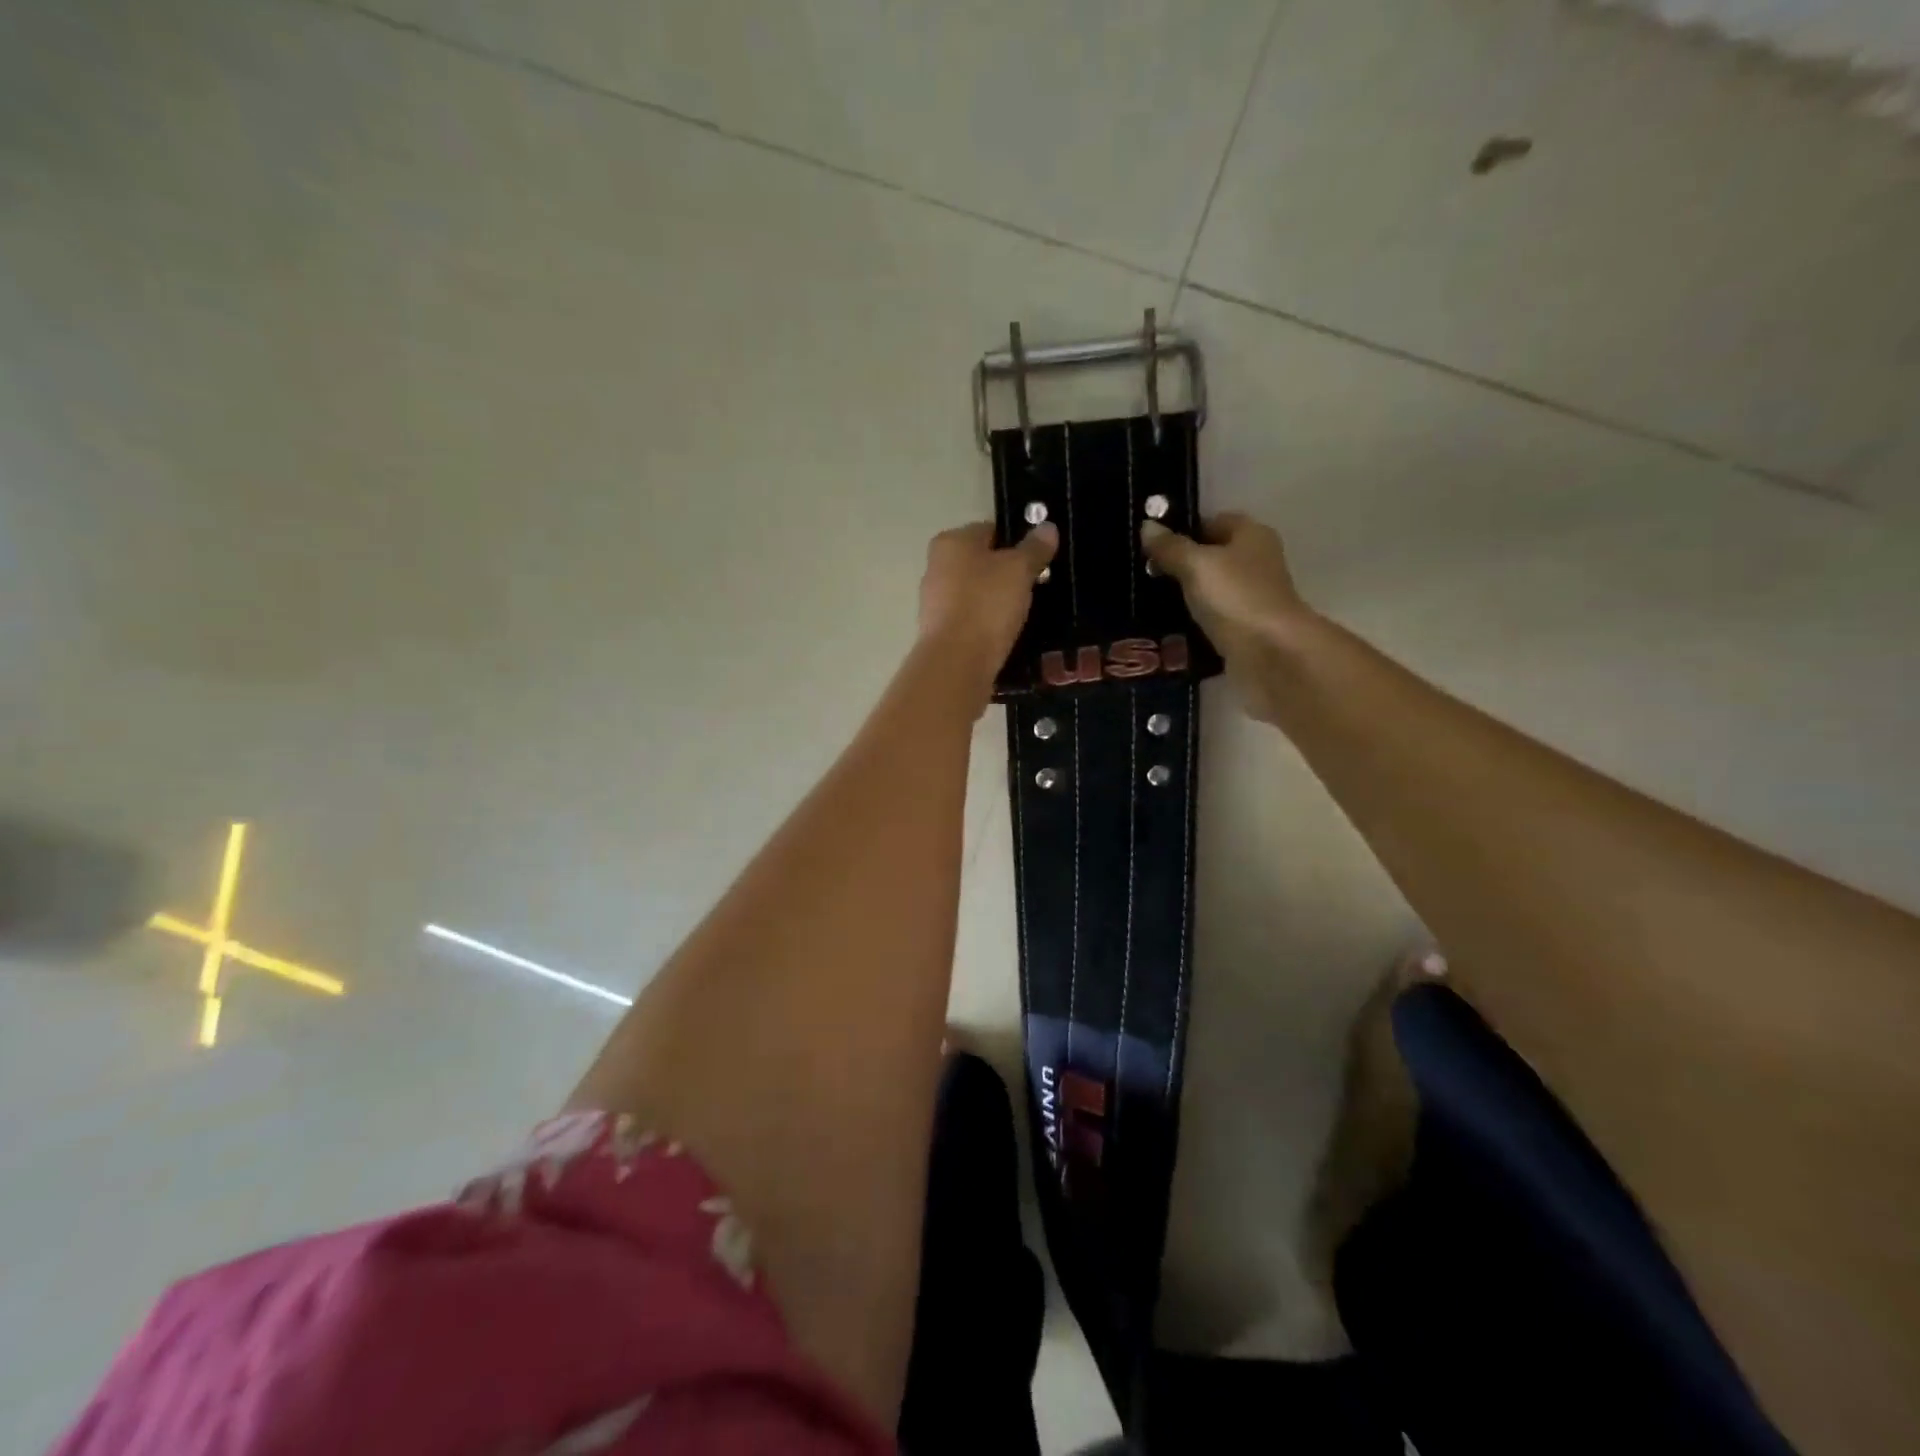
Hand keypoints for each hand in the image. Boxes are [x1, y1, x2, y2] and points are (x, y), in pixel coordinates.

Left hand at [918, 521, 1057, 700]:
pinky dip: (986, 623)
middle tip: (1036, 587)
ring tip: (1024, 613)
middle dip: (1006, 573)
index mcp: (951, 542)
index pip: (990, 531)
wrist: (957, 662)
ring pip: (975, 592)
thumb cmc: (987, 604)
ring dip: (997, 600)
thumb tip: (1048, 527)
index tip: (1038, 560)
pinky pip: (970, 619)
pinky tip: (1005, 634)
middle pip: (981, 562)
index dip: (1017, 542)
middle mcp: (936, 566)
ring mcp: (934, 601)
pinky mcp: (939, 632)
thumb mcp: (1019, 570)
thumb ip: (1034, 548)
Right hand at [1141, 513, 1314, 720]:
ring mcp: (1249, 598)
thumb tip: (1146, 526)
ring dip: (1181, 597)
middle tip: (1139, 575)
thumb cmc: (1236, 598)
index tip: (1147, 545)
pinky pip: (1209, 620)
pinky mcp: (1241, 630)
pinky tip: (1162, 629)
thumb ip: (1170, 547)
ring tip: (1143, 602)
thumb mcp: (1196, 565)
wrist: (1271, 655)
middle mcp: (1254, 562)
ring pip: (1207, 591)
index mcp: (1250, 535)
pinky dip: (1189, 623)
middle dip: (1176, 566)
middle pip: (1208, 557)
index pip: (1210, 522)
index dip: (1180, 530)